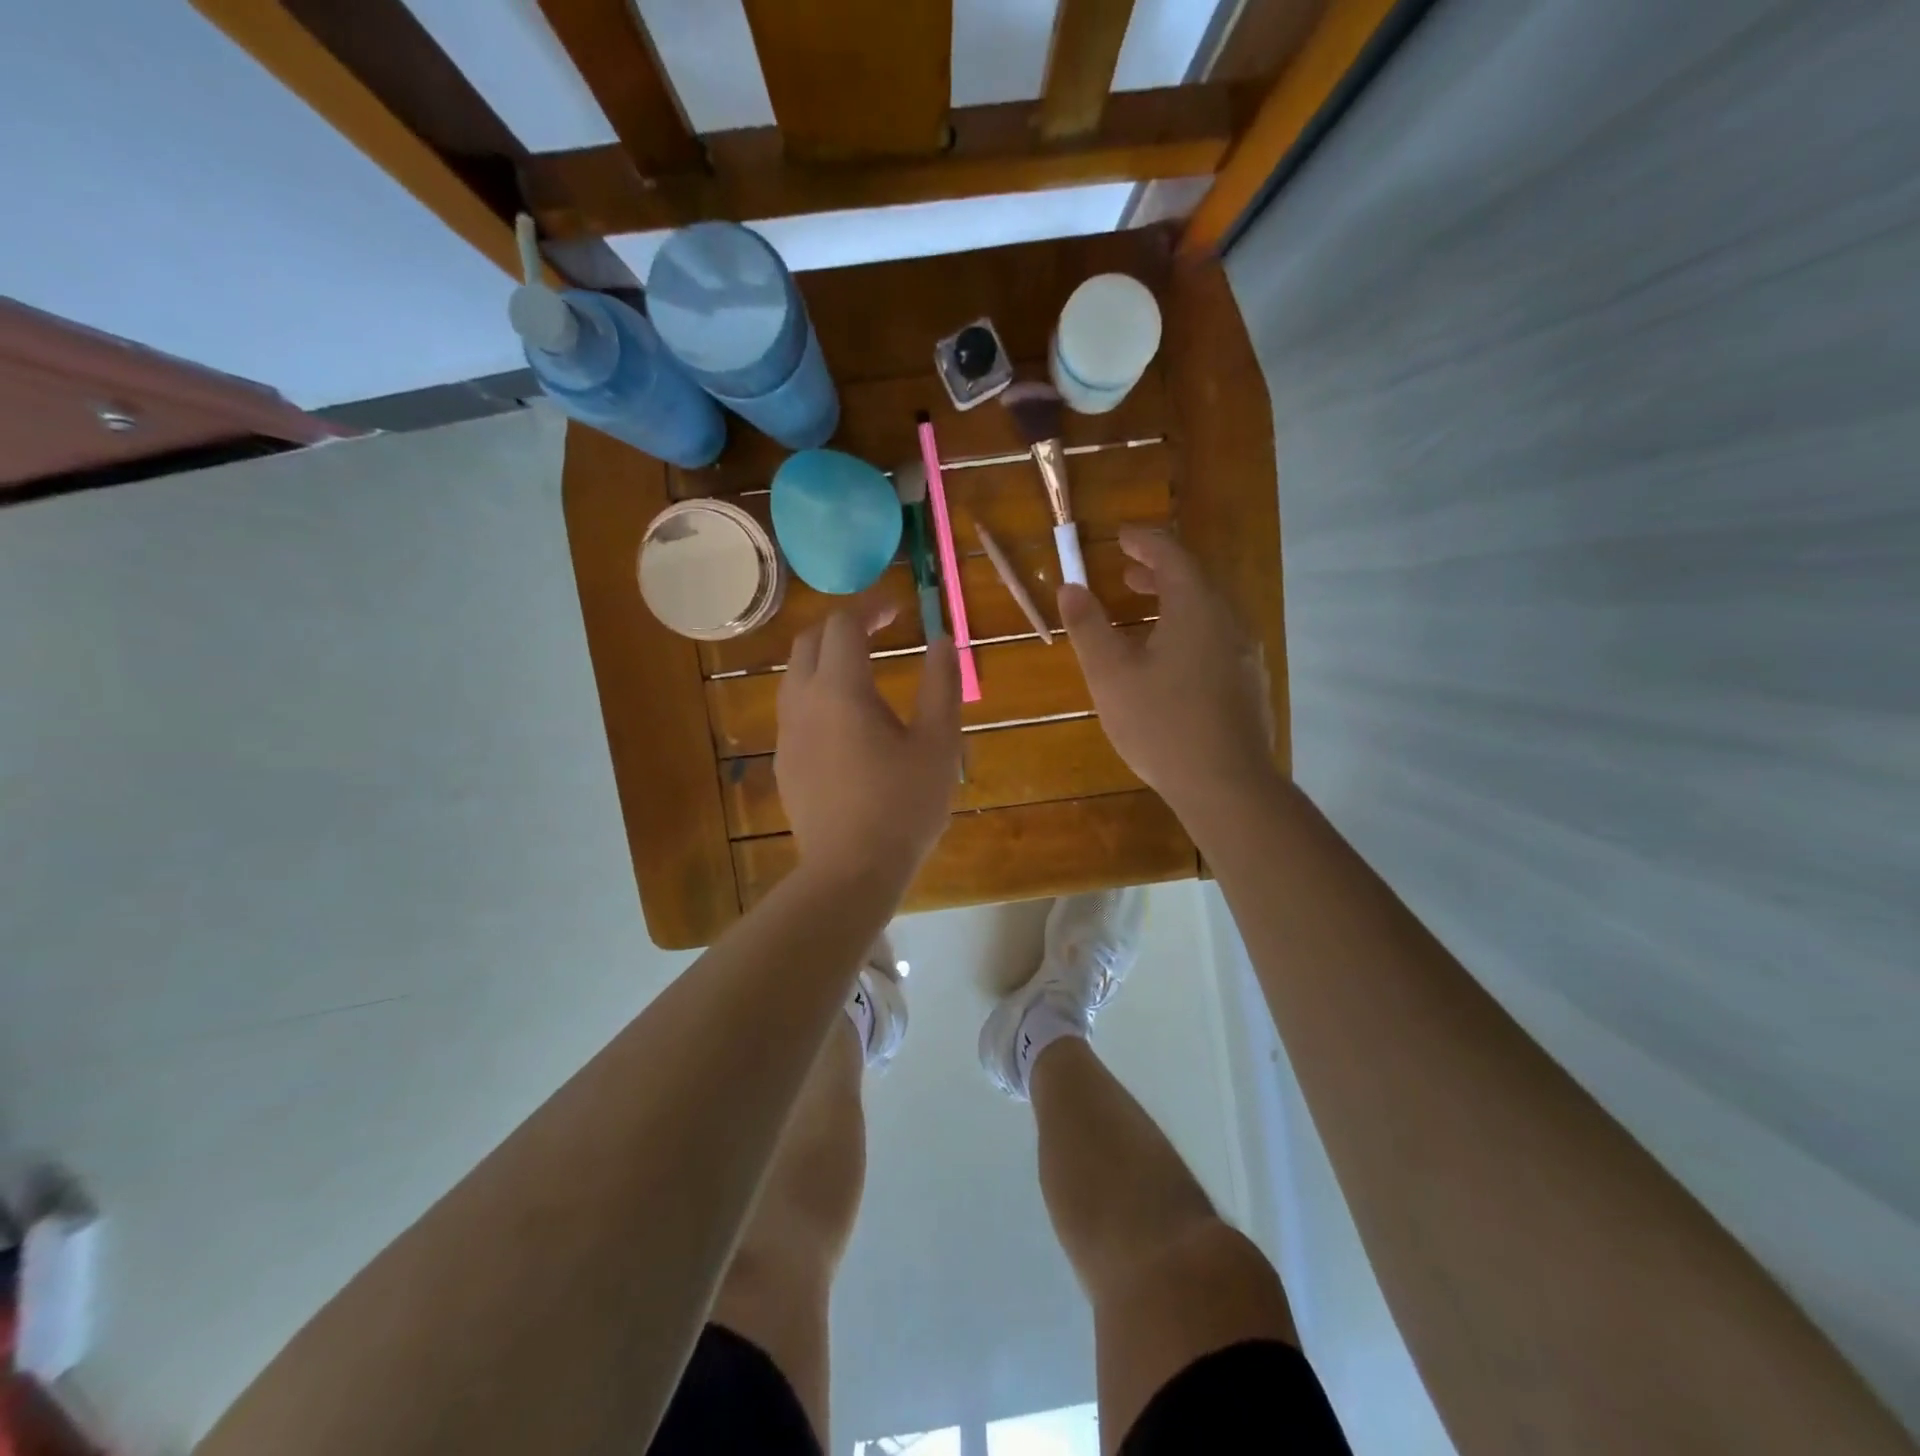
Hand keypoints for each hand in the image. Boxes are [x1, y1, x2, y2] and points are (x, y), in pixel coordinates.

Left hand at [776, 601, 961, 889]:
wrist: (851, 872)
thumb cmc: (903, 805)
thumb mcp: (938, 744)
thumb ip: (941, 684)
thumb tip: (943, 640)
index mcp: (840, 690)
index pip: (843, 625)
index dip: (870, 608)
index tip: (897, 610)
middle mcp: (803, 702)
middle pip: (808, 642)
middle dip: (841, 627)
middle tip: (877, 632)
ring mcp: (787, 734)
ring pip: (795, 675)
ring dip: (824, 659)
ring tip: (861, 671)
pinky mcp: (784, 763)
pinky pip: (793, 710)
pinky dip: (816, 693)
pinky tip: (845, 722)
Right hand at [1058, 528, 1277, 817]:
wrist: (1226, 783)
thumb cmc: (1161, 723)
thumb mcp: (1111, 675)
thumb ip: (1088, 627)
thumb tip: (1070, 587)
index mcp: (1195, 608)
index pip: (1171, 555)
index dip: (1143, 542)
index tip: (1120, 537)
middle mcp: (1227, 621)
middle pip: (1193, 582)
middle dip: (1157, 573)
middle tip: (1126, 576)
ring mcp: (1243, 654)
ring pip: (1206, 613)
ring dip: (1172, 605)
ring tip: (1141, 617)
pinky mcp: (1248, 683)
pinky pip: (1214, 640)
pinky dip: (1187, 632)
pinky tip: (1168, 663)